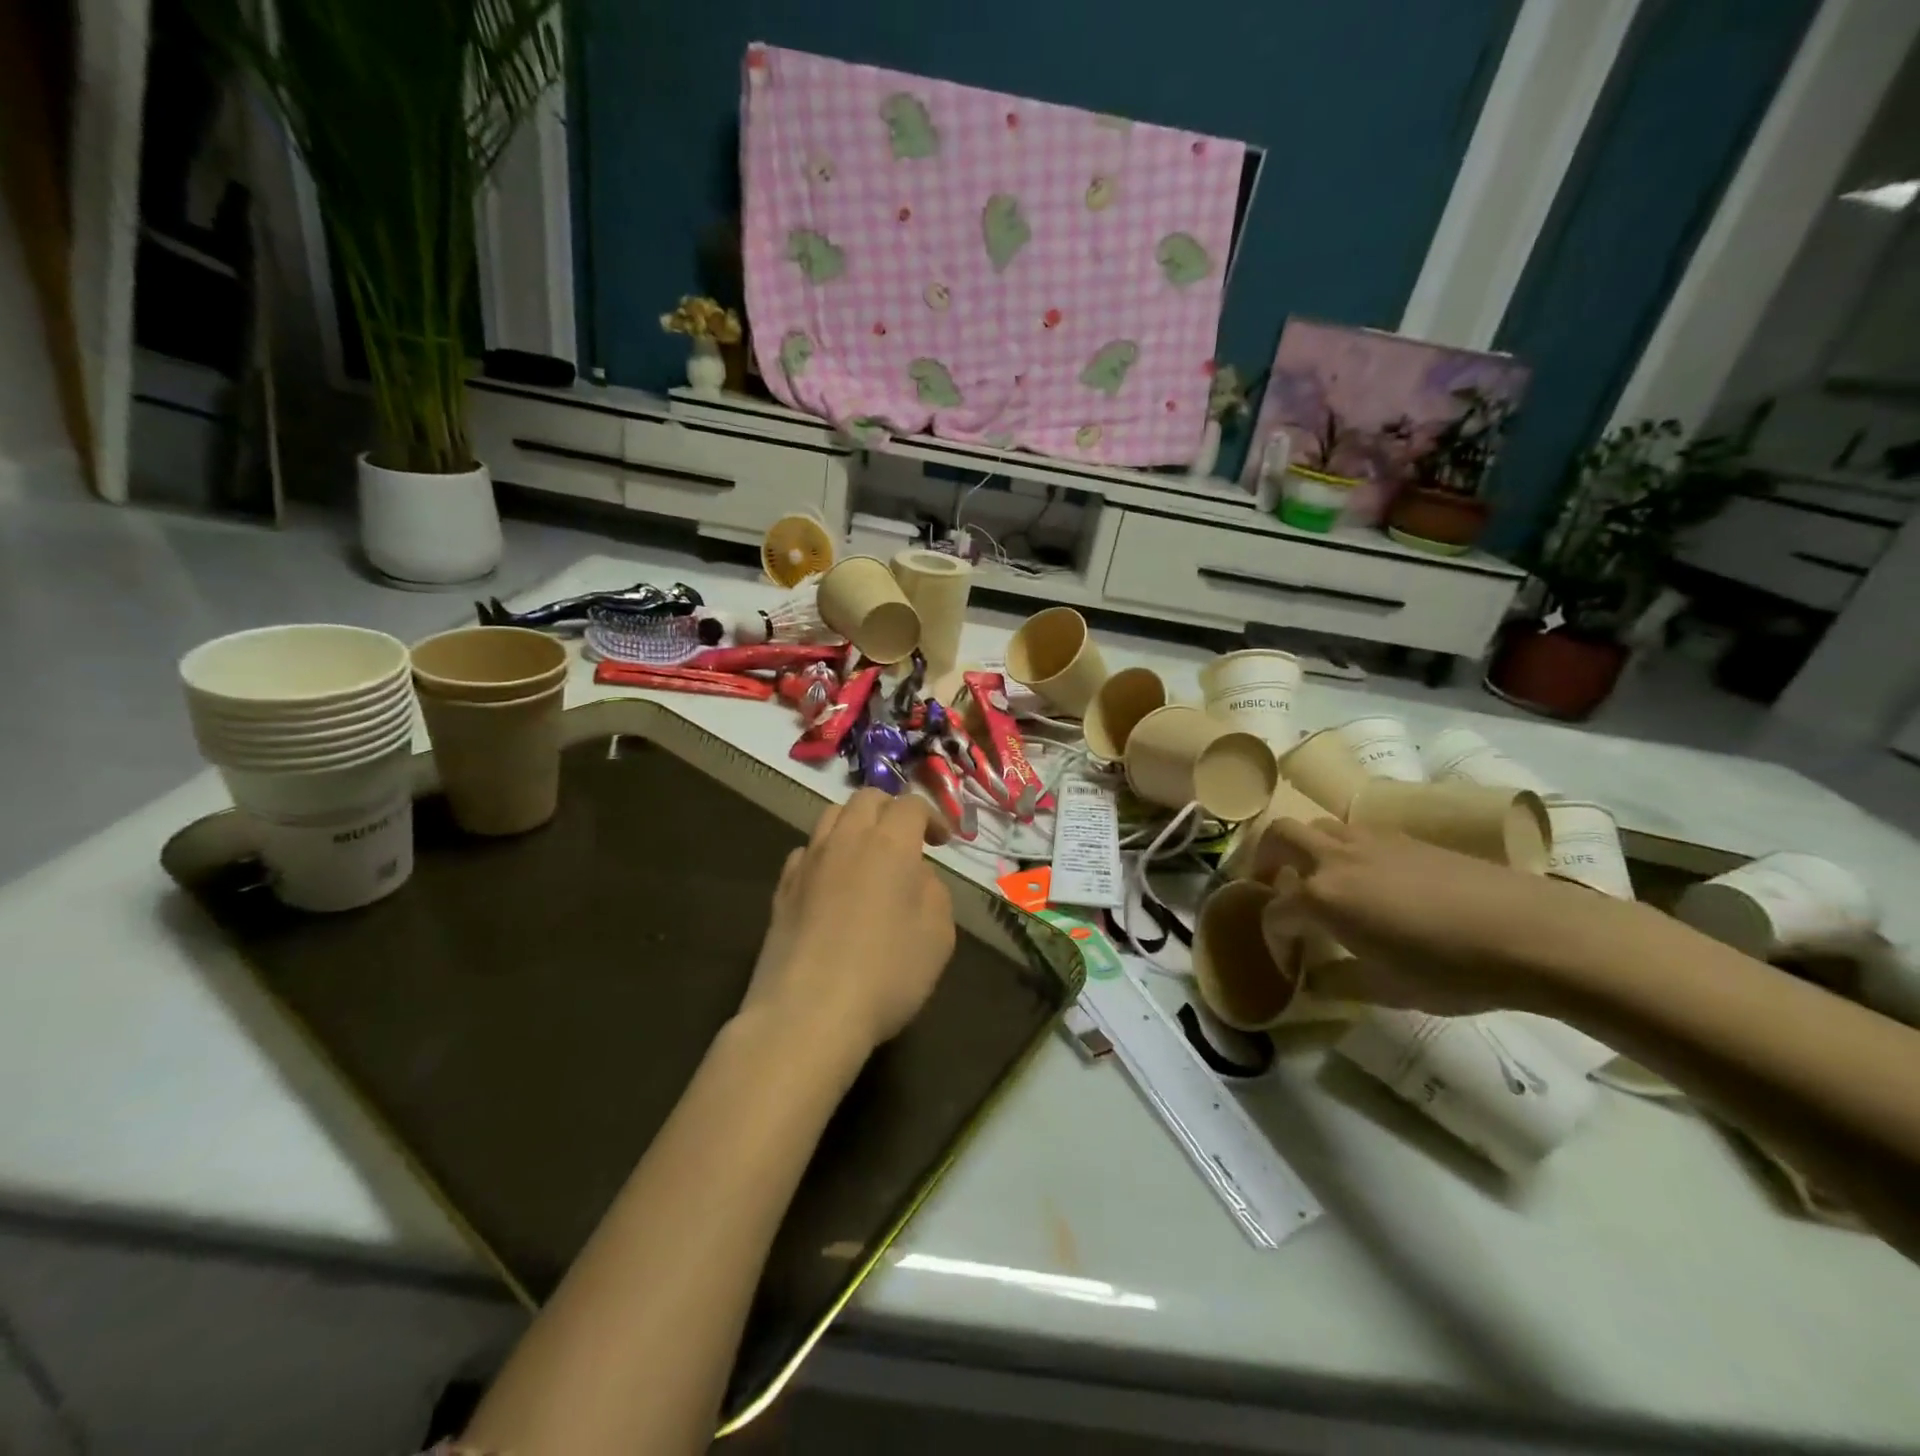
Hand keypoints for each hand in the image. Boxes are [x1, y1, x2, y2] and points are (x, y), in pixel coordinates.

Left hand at [742, 789, 956, 1058]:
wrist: (808, 1013)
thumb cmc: (887, 972)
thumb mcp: (938, 934)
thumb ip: (933, 890)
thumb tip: (914, 875)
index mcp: (889, 843)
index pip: (910, 804)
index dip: (931, 816)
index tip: (942, 842)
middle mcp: (845, 840)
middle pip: (866, 799)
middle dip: (891, 810)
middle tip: (907, 840)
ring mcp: (808, 863)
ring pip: (831, 817)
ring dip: (855, 825)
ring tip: (868, 856)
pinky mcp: (782, 890)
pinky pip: (806, 852)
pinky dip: (825, 855)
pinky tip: (832, 884)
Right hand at [1257, 816, 1627, 1015]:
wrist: (1530, 932)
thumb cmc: (1451, 969)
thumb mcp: (1388, 990)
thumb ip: (1339, 981)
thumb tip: (1312, 980)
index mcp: (1321, 897)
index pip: (1275, 911)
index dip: (1273, 936)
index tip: (1285, 959)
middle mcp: (1334, 858)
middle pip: (1278, 837)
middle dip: (1264, 859)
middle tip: (1271, 886)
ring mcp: (1369, 841)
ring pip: (1316, 826)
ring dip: (1303, 848)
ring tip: (1317, 878)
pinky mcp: (1403, 837)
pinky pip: (1353, 831)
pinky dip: (1340, 848)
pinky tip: (1365, 877)